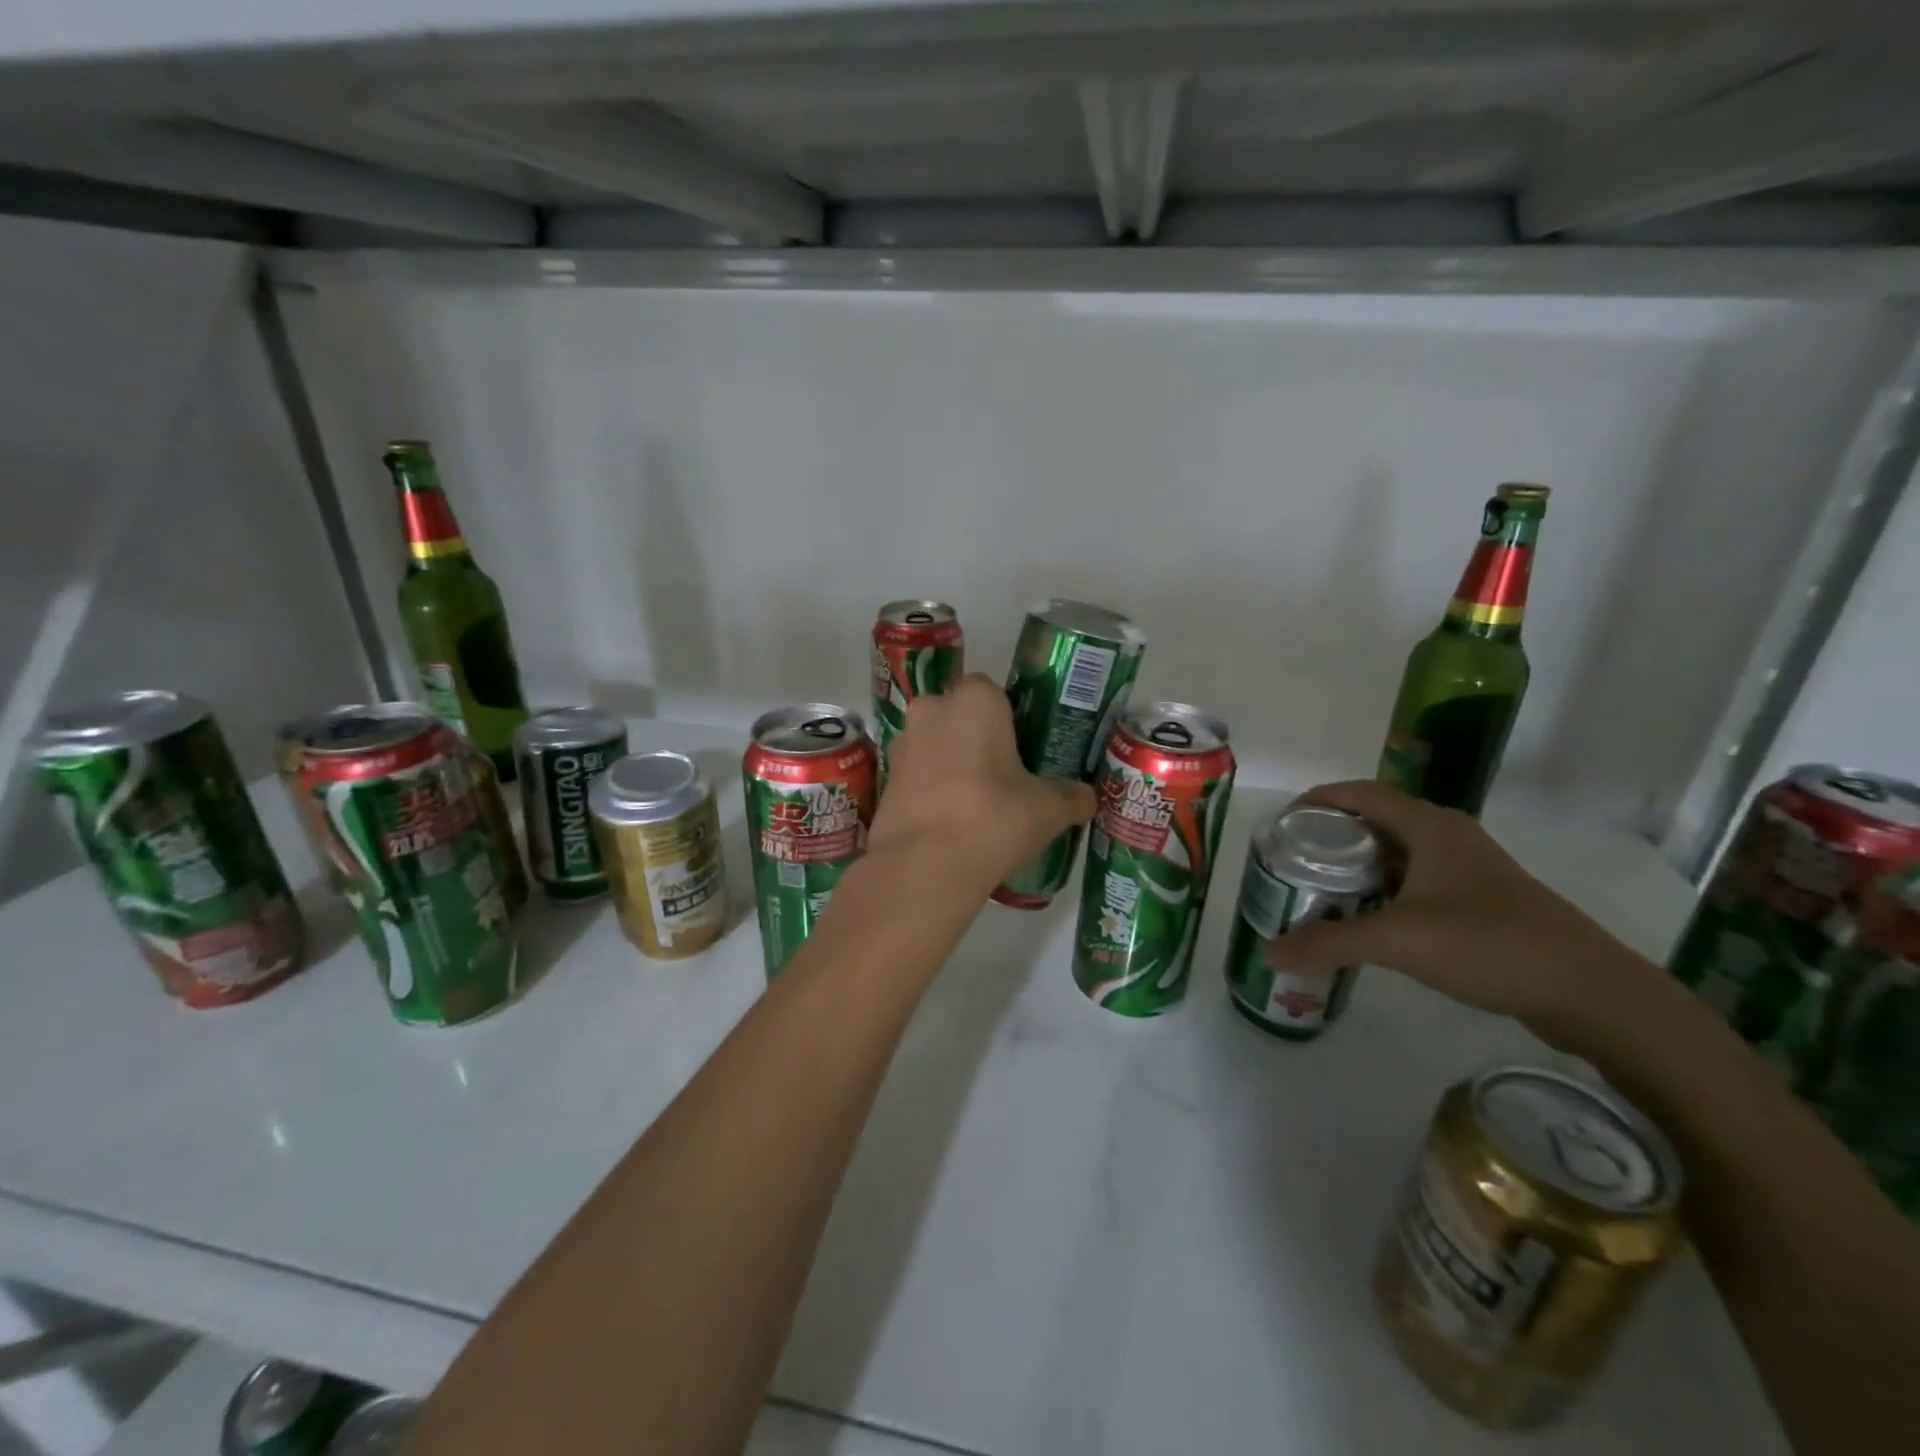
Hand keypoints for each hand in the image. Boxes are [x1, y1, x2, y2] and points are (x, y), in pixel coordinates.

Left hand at [867, 674, 1095, 891]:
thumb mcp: (1048, 809)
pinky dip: (931, 787)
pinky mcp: (885, 778)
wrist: (924, 867)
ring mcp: (902, 743)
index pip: (994, 691)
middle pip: (960, 715)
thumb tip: (1086, 797)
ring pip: (935, 743)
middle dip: (977, 738)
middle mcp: (932, 709)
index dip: (1009, 718)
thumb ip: (1072, 796)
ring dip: (951, 762)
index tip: (1023, 749)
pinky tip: (950, 820)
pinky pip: (917, 773)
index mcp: (975, 700)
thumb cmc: (993, 819)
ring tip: (975, 803)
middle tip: (1003, 776)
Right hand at [1264, 780, 1646, 1033]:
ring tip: (1316, 889)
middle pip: (1375, 821)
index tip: (1281, 822)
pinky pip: (1415, 881)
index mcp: (1430, 826)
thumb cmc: (1489, 943)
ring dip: (1356, 866)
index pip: (1361, 793)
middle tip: (1291, 860)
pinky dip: (1382, 891)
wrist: (1590, 992)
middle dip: (1330, 836)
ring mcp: (1467, 869)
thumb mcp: (1399, 940)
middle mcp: (1448, 836)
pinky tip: (1365, 919)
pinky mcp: (1479, 899)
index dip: (1318, 799)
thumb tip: (1269, 952)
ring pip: (1396, 854)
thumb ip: (1329, 943)